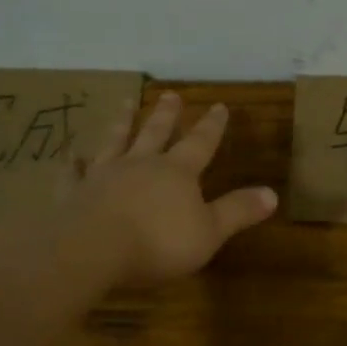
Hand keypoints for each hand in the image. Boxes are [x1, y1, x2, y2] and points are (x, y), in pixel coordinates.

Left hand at [15, 92, 277, 286]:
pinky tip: (73, 155)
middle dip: (166, 114)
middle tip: (170, 94)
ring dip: (122, 122)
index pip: (200, 143)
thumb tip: (273, 193)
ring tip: (126, 102)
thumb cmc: (157, 243)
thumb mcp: (209, 232)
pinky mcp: (74, 193)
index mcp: (176, 173)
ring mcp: (104, 175)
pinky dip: (75, 163)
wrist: (90, 250)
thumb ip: (238, 211)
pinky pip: (75, 173)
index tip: (219, 106)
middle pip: (156, 133)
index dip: (212, 126)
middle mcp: (141, 164)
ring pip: (116, 141)